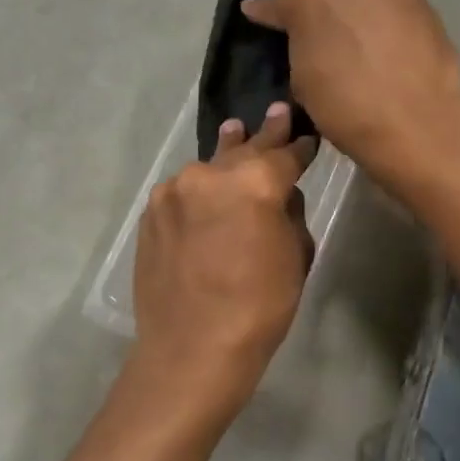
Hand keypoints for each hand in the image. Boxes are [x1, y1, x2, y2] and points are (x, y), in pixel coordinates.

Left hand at [130, 103, 315, 421]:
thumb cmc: (259, 307)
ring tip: (234, 133)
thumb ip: (289, 213)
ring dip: (225, 158)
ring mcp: (174, 191)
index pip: (285, 154)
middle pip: (244, 149)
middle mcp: (210, 174)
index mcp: (255, 181)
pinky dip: (198, 191)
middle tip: (277, 112)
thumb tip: (279, 194)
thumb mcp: (295, 257)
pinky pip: (183, 192)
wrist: (191, 348)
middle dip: (264, 134)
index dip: (300, 147)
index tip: (308, 138)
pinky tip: (204, 197)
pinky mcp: (151, 213)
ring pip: (208, 169)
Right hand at [241, 0, 459, 187]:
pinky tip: (387, 45)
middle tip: (323, 35)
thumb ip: (296, 42)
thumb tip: (292, 28)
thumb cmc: (345, 105)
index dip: (271, 13)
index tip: (261, 18)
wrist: (418, 123)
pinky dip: (386, 17)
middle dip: (322, 4)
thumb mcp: (302, 78)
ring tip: (359, 40)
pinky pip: (393, 2)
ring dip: (358, 6)